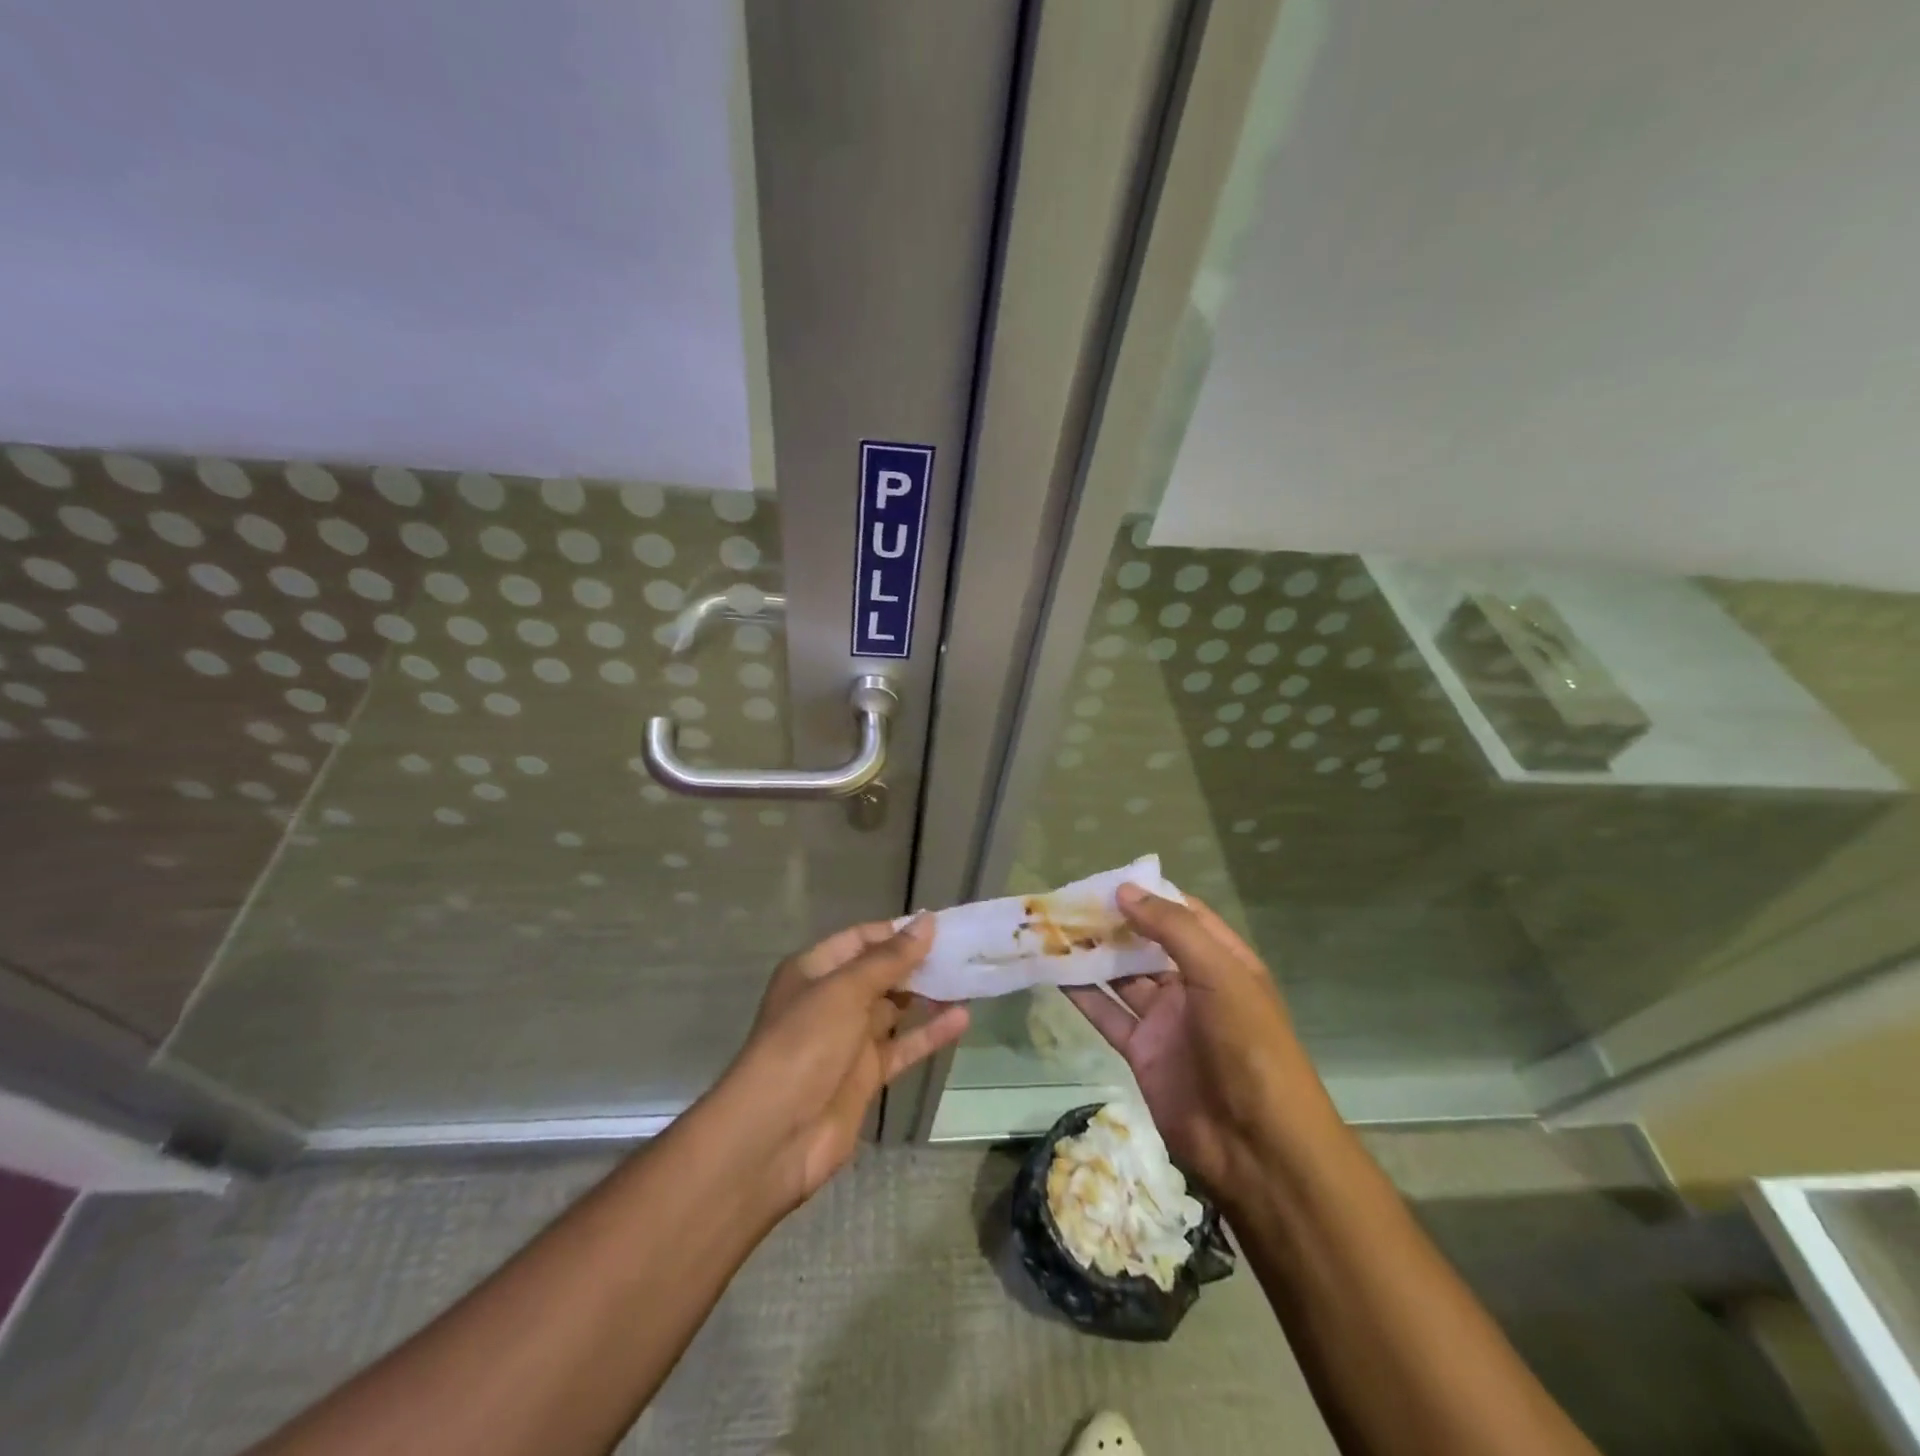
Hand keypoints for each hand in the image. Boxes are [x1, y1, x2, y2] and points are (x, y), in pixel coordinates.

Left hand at [720, 916, 969, 1206]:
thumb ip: (889, 958)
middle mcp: (831, 1000)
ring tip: (969, 979)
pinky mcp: (865, 1076)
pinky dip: (930, 1034)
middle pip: (881, 973)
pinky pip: (903, 1046)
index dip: (898, 932)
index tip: (941, 927)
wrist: (774, 1135)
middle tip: (964, 952)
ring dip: (928, 996)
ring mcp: (849, 1039)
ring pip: (895, 1009)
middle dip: (918, 963)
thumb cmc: (805, 1043)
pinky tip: (962, 1019)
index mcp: (815, 970)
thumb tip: (927, 922)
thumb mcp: (846, 990)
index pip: (861, 939)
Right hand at [1065, 885, 1328, 1196]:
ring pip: (1122, 977)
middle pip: (1146, 945)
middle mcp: (1192, 985)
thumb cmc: (1249, 1046)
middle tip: (1067, 901)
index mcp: (1222, 962)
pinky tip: (1054, 972)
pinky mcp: (1142, 1052)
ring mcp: (1166, 1020)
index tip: (1106, 879)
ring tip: (1052, 929)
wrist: (1257, 1146)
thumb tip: (1124, 891)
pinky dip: (1082, 995)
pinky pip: (1107, 1015)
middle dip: (1112, 924)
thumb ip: (1172, 929)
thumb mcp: (1220, 974)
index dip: (1148, 895)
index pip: (1183, 915)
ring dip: (1092, 955)